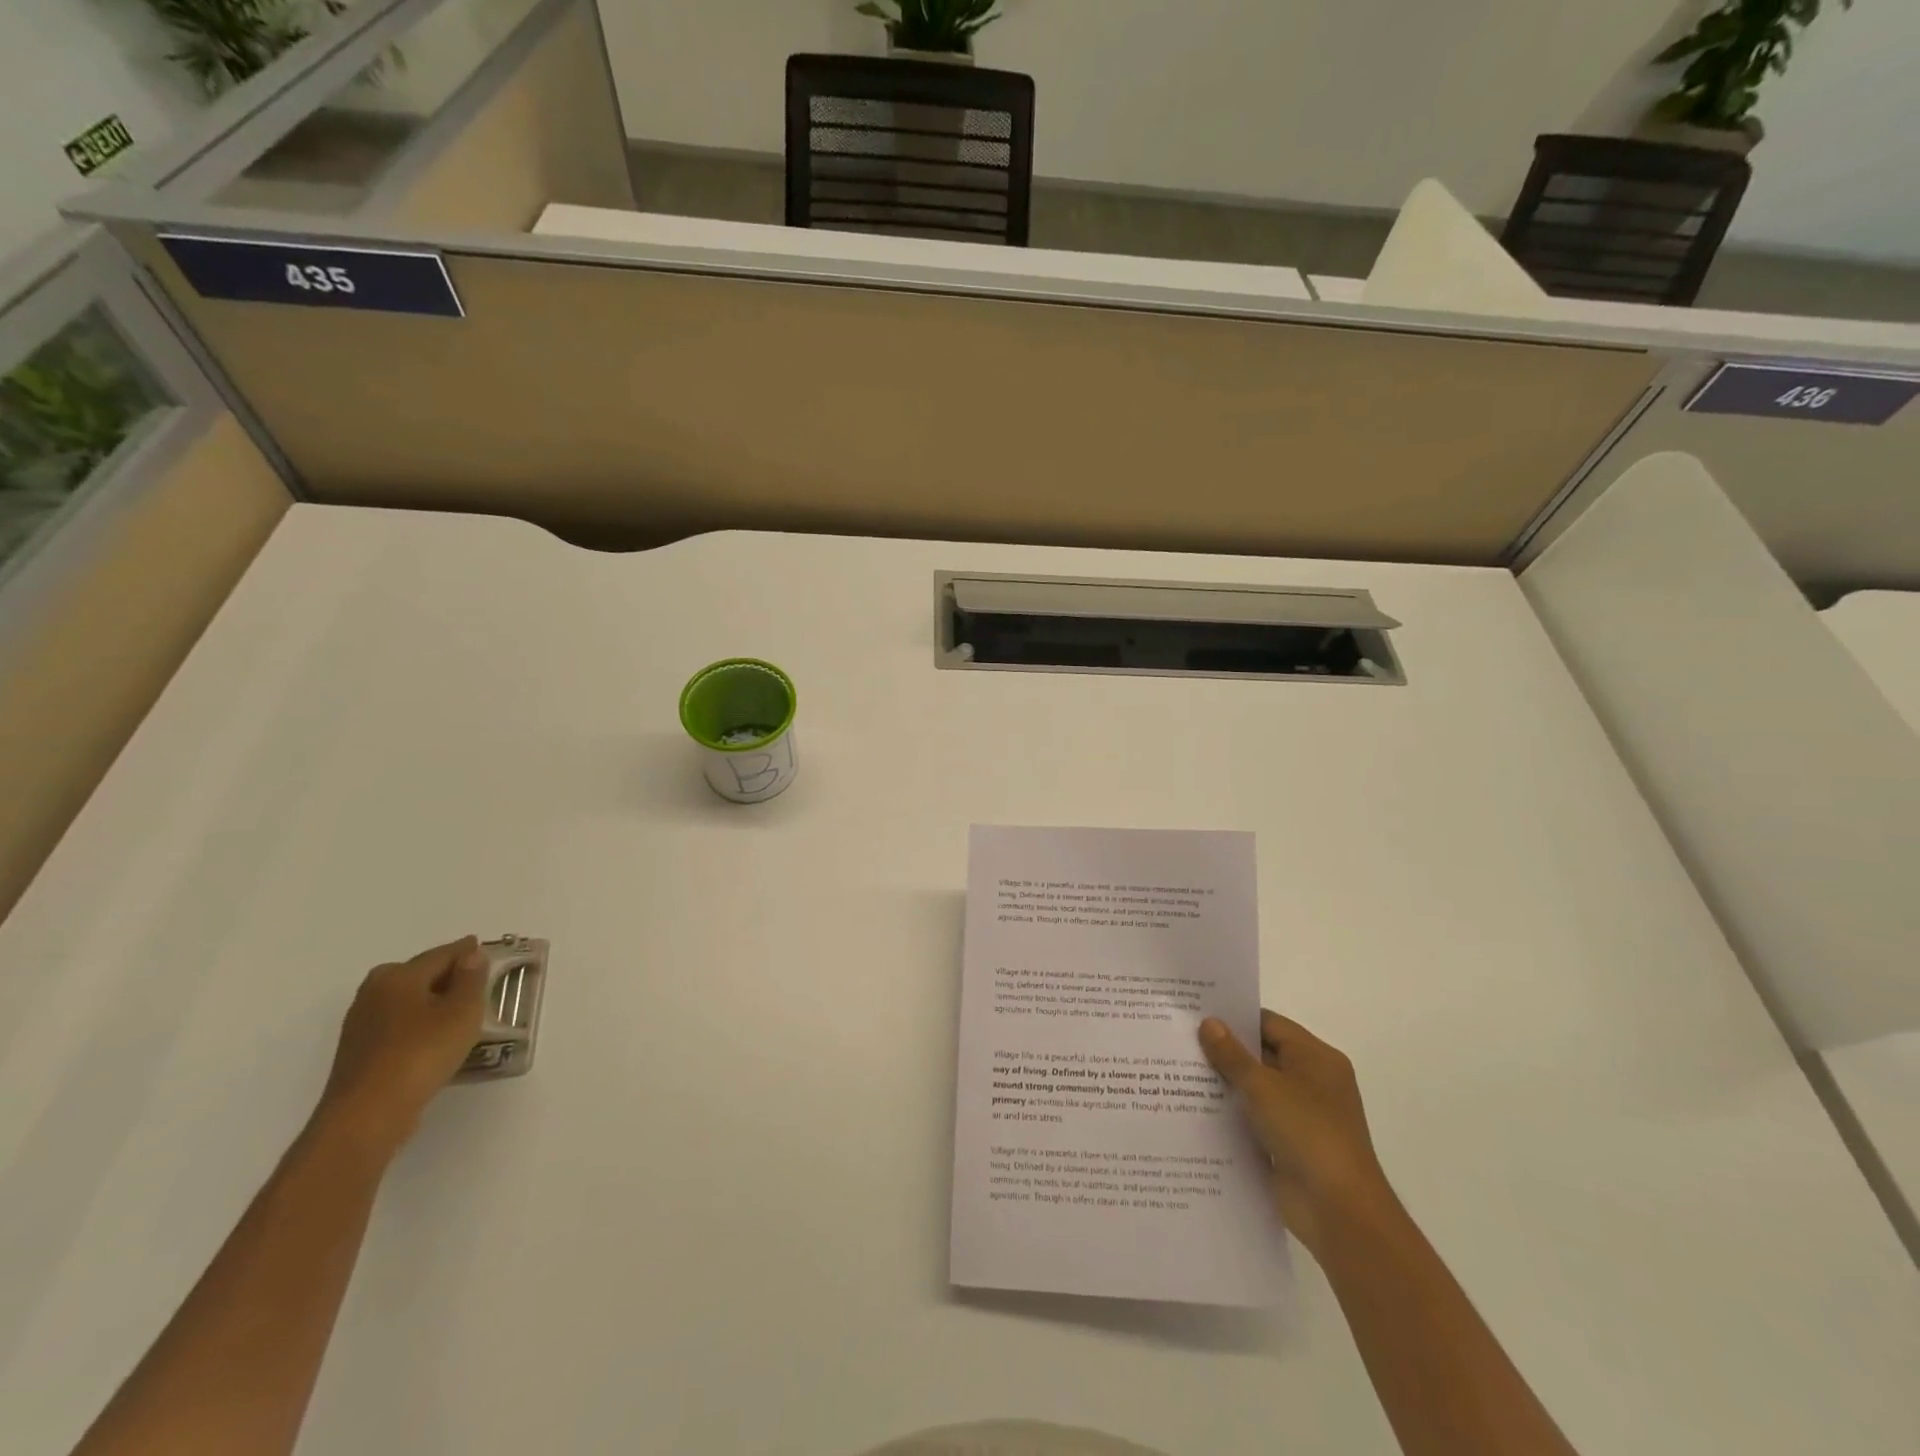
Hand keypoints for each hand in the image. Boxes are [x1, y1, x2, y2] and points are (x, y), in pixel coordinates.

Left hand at [316, 937, 488, 1153]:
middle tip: (476, 982)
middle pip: (419, 974)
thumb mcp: (463, 1010)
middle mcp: (374, 992)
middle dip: (447, 975)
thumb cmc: (422, 1052)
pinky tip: (435, 1038)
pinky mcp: (359, 1051)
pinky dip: (418, 1023)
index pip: (442, 954)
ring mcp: (361, 1023)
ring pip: (407, 1000)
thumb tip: (471, 955)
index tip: (485, 949)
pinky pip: (398, 1024)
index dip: (467, 951)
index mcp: (399, 975)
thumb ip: (472, 978)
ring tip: (460, 1012)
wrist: (367, 1114)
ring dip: (432, 1001)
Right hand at [1199, 1011, 1391, 1255]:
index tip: (1196, 1013)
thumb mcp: (1263, 1086)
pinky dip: (1231, 1114)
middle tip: (1180, 1039)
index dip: (1234, 1018)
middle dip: (1224, 1050)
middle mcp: (1311, 1081)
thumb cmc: (1306, 1132)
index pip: (1269, 1024)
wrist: (1337, 1210)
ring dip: (1224, 1084)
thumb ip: (1232, 1054)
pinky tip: (1194, 1108)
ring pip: (1255, 1088)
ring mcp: (1300, 1115)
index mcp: (1316, 1058)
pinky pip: (1254, 1118)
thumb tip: (1209, 1023)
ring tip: (1177, 1070)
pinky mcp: (1287, 1144)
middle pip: (1262, 1055)